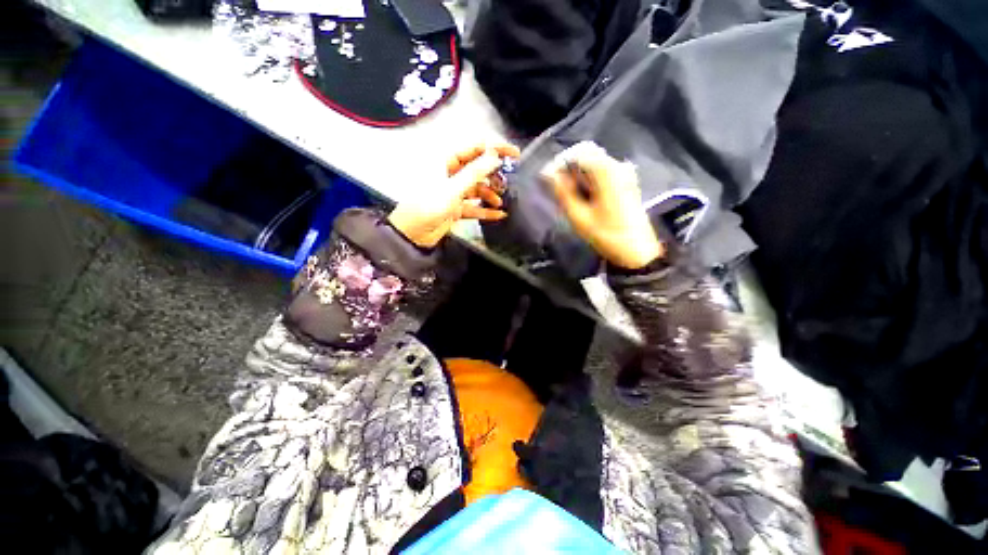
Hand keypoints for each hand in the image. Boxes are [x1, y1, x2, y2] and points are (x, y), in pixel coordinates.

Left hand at [388, 142, 520, 247]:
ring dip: (490, 193)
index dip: (495, 148)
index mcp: (446, 160)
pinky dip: (486, 210)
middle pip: (478, 168)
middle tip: (508, 181)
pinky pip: (475, 206)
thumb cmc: (427, 207)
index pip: (475, 147)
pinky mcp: (456, 207)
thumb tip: (494, 156)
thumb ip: (474, 172)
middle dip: (494, 174)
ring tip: (501, 200)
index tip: (514, 153)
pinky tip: (499, 214)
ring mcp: (454, 191)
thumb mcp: (452, 189)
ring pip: (478, 188)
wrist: (412, 234)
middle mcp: (451, 173)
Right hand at [543, 141, 663, 268]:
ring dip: (577, 178)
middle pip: (587, 156)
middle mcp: (618, 166)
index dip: (560, 163)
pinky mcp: (625, 183)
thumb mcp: (579, 216)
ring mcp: (624, 174)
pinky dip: (588, 183)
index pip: (579, 152)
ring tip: (569, 200)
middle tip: (558, 193)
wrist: (636, 251)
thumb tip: (547, 174)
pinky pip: (601, 174)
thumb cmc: (606, 234)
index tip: (548, 180)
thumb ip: (562, 192)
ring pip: (593, 166)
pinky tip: (583, 200)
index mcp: (607, 171)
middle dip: (569, 171)